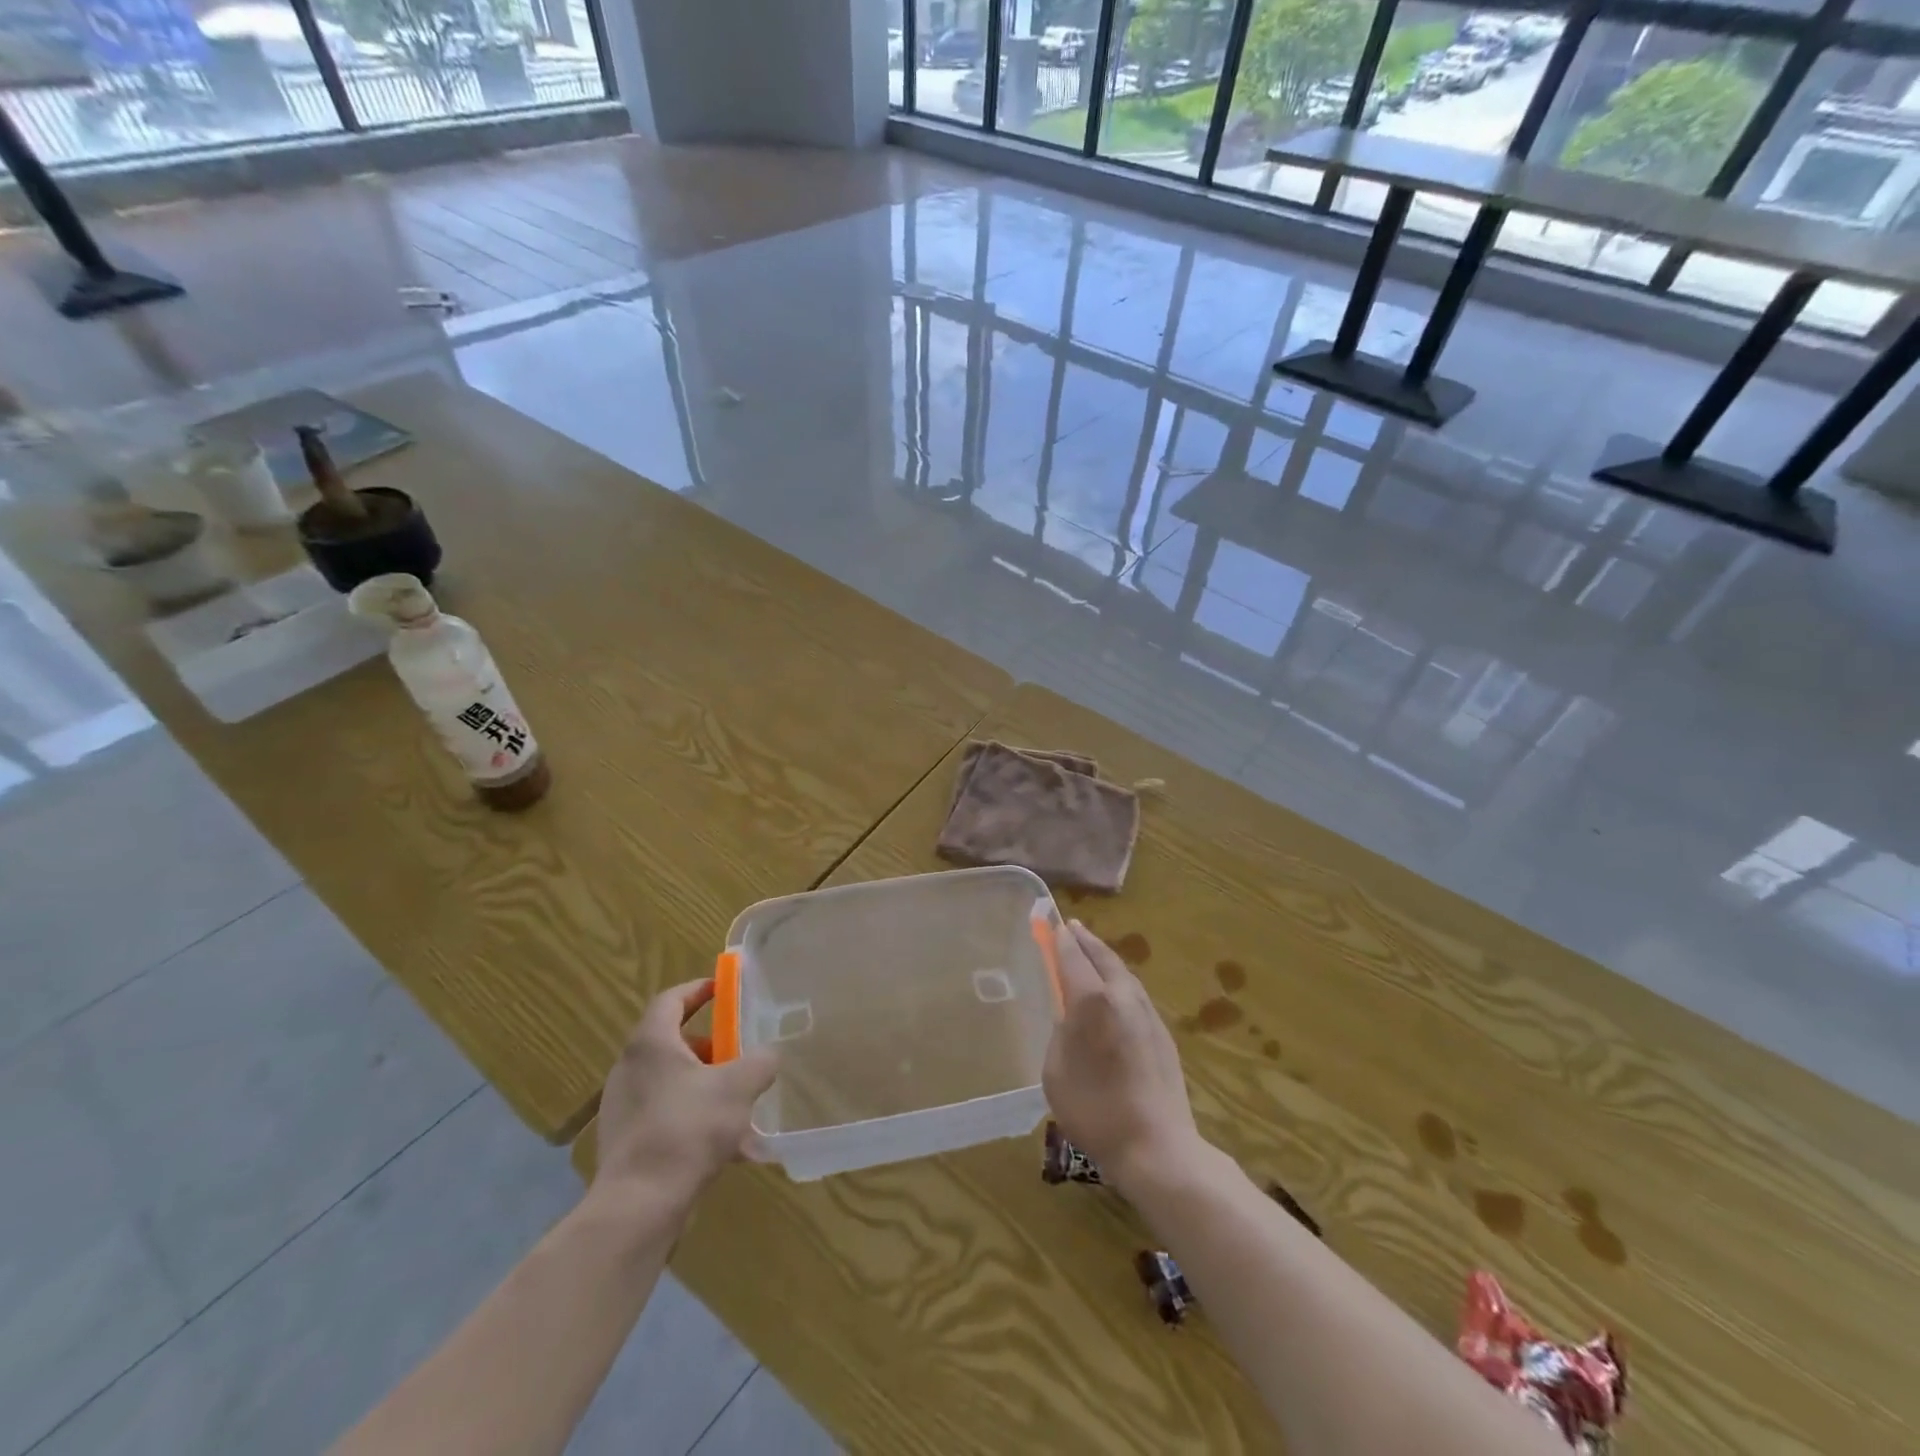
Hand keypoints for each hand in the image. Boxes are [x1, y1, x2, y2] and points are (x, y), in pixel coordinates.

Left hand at [595, 980, 777, 1210]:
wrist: (639, 1206)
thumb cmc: (688, 1128)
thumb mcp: (739, 1086)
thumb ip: (760, 1062)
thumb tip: (768, 1056)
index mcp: (651, 1044)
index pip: (671, 999)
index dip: (699, 990)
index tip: (724, 990)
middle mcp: (630, 1069)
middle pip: (673, 1042)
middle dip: (711, 1046)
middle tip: (739, 1054)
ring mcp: (623, 1108)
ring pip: (672, 1083)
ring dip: (706, 1086)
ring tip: (740, 1106)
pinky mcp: (626, 1144)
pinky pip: (667, 1118)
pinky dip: (695, 1120)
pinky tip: (727, 1147)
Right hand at [1042, 919, 1201, 1194]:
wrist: (1157, 1147)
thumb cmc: (1095, 1111)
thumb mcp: (1056, 1071)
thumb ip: (1061, 1032)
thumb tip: (1071, 1015)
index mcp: (1093, 1001)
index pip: (1073, 958)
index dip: (1060, 939)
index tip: (1051, 922)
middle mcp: (1123, 997)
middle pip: (1103, 957)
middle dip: (1085, 940)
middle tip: (1072, 927)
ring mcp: (1147, 1014)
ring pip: (1123, 973)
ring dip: (1105, 958)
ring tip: (1091, 953)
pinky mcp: (1162, 1033)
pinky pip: (1135, 993)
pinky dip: (1119, 981)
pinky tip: (1114, 991)